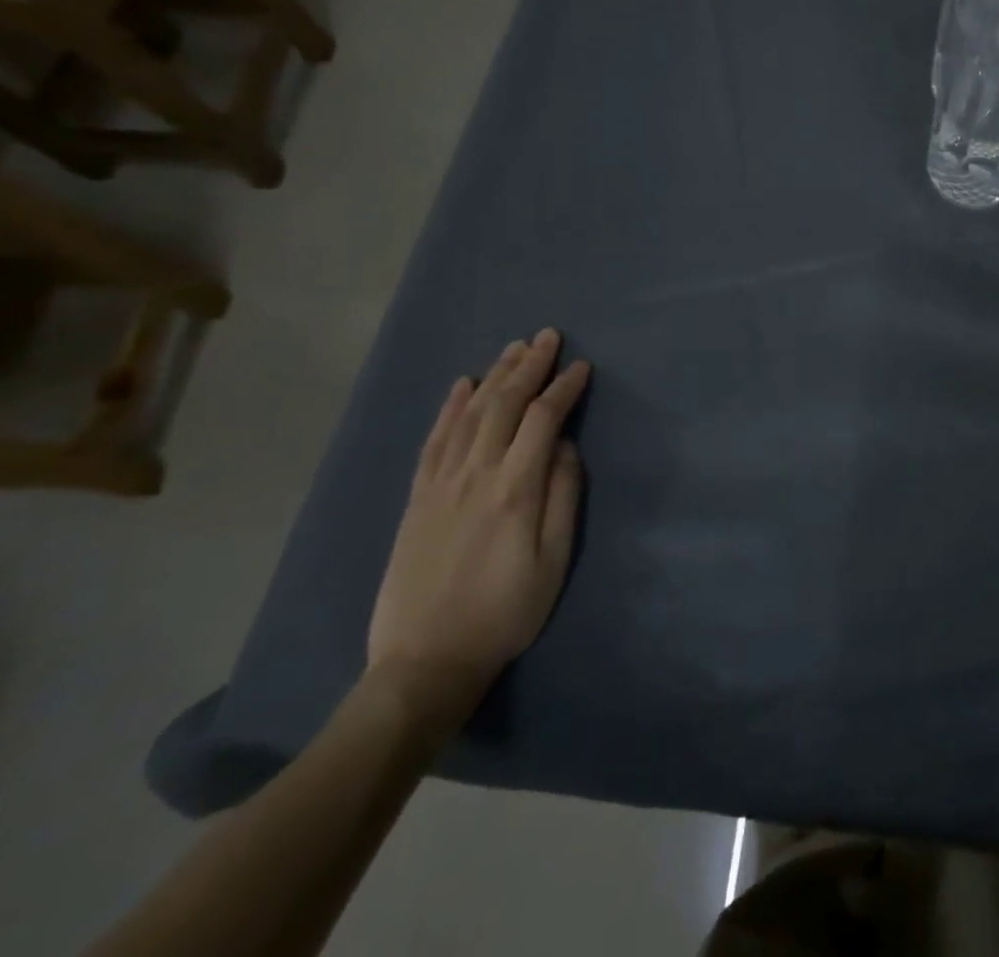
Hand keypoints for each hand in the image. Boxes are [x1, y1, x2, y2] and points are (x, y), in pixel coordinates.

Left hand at [366, 329, 591, 734]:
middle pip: (503, 405)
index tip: (581, 366)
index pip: (542, 420)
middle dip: (528, 366)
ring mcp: (440, 484)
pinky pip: (434, 440)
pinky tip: (462, 385)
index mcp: (515, 489)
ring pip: (469, 414)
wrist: (425, 662)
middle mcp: (475, 475)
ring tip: (513, 349)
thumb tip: (566, 447)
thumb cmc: (505, 612)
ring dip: (493, 376)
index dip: (564, 388)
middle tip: (547, 336)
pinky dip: (449, 407)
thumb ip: (562, 497)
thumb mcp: (553, 561)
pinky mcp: (417, 498)